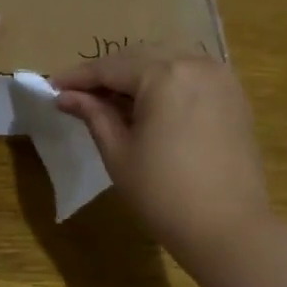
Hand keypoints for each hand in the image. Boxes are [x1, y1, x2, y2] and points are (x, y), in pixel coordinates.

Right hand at [52, 47, 271, 275]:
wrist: (229, 229)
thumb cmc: (163, 194)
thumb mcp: (118, 153)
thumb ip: (93, 115)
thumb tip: (66, 96)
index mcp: (164, 75)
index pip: (110, 67)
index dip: (78, 77)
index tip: (52, 86)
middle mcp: (195, 64)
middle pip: (140, 58)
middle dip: (108, 73)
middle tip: (78, 94)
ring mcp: (221, 78)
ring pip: (168, 62)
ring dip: (137, 76)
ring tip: (111, 100)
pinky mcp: (235, 97)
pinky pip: (191, 76)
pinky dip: (166, 83)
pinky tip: (149, 106)